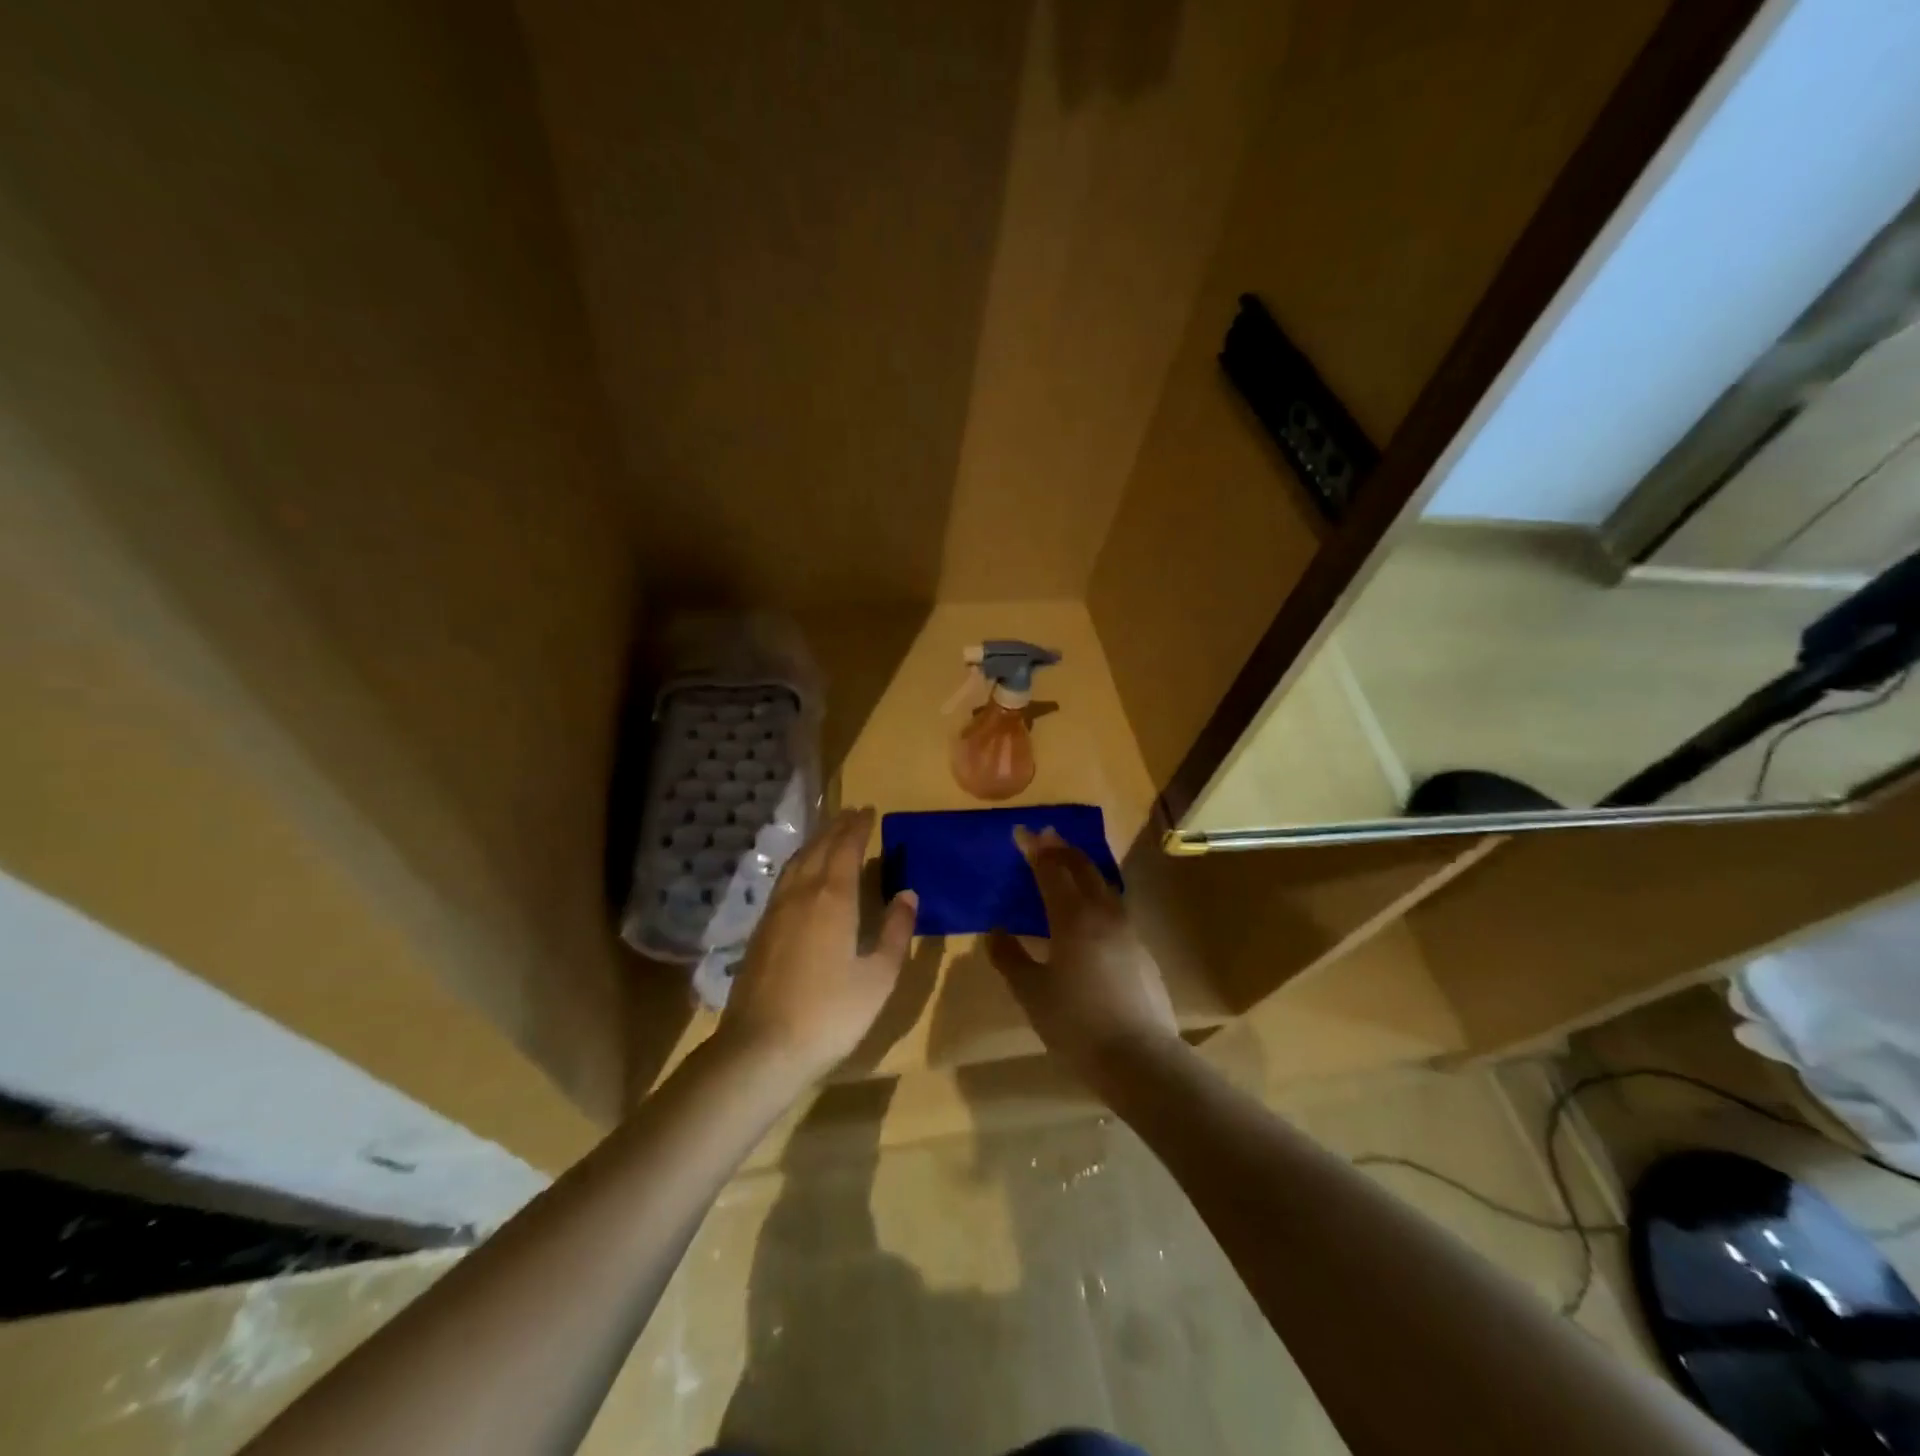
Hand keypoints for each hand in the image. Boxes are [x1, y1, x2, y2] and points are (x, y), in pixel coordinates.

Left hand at [717, 807, 916, 1083]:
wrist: (761, 1048)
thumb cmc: (830, 1013)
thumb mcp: (878, 976)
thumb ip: (895, 931)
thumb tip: (908, 893)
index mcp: (833, 898)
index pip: (846, 848)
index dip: (858, 827)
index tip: (869, 811)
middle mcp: (801, 893)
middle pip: (819, 848)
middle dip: (837, 827)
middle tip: (852, 814)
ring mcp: (775, 910)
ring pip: (797, 862)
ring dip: (815, 842)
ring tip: (829, 834)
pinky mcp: (760, 930)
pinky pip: (784, 880)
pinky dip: (799, 863)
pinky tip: (801, 875)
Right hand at [987, 826, 1179, 1086]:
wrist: (1140, 1058)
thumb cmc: (1077, 1024)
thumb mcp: (1032, 993)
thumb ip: (1010, 957)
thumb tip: (996, 930)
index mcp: (1073, 918)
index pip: (1050, 870)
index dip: (1034, 849)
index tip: (1021, 832)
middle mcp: (1103, 913)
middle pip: (1082, 868)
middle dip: (1061, 848)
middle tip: (1045, 836)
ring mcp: (1127, 930)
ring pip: (1103, 884)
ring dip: (1082, 867)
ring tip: (1067, 863)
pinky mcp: (1141, 948)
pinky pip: (1114, 905)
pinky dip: (1097, 892)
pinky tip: (1090, 908)